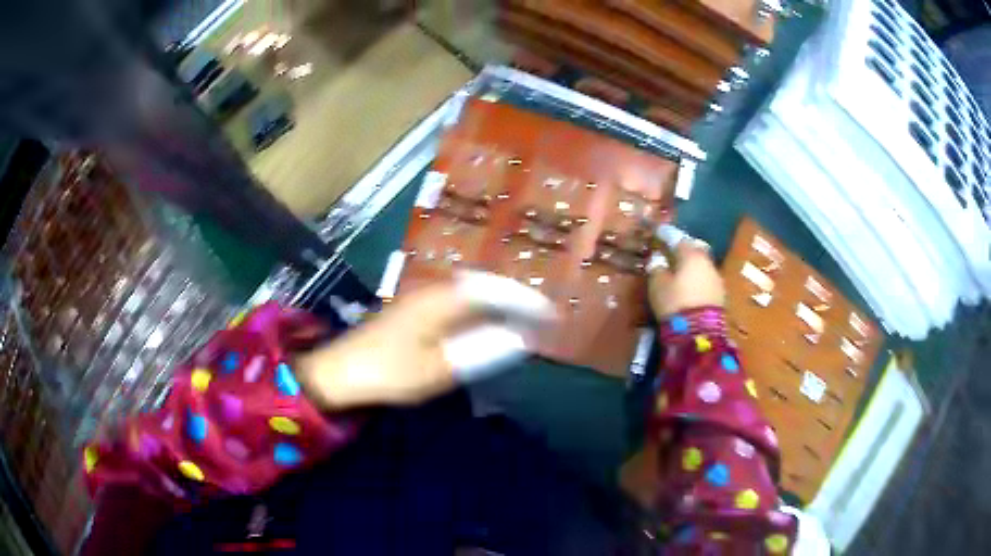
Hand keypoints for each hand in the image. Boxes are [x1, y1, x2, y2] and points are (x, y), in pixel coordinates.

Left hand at [295, 272, 554, 408]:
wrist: (339, 372)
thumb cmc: (387, 371)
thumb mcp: (437, 368)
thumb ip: (479, 352)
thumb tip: (519, 340)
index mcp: (441, 301)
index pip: (493, 291)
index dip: (524, 300)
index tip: (550, 313)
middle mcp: (434, 293)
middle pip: (484, 288)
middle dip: (515, 299)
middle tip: (541, 317)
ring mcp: (422, 301)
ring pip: (470, 295)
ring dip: (497, 305)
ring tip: (522, 321)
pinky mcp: (414, 314)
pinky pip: (457, 306)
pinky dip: (479, 314)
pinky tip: (484, 328)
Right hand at [648, 239, 724, 317]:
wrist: (699, 332)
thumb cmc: (675, 302)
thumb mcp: (657, 285)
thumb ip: (657, 267)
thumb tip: (658, 259)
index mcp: (691, 254)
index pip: (677, 238)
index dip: (666, 235)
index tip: (658, 233)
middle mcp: (707, 262)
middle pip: (694, 250)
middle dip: (683, 251)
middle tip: (671, 253)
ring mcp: (716, 279)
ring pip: (701, 266)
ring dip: (691, 268)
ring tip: (680, 274)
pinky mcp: (720, 296)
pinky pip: (705, 281)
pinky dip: (697, 281)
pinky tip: (690, 288)